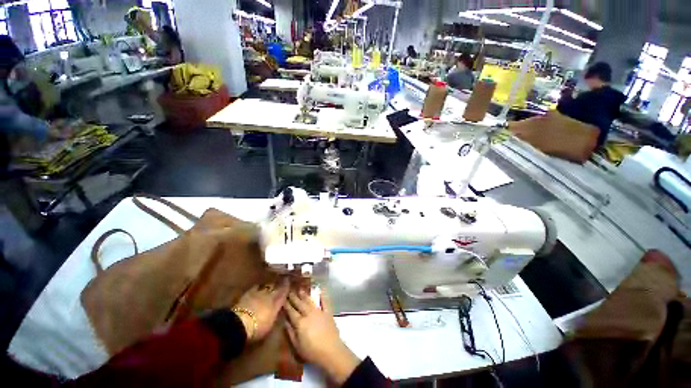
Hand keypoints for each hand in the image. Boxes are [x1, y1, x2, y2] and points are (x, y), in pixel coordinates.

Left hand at [234, 279, 288, 341]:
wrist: (240, 323)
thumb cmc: (257, 327)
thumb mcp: (270, 323)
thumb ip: (276, 312)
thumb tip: (280, 306)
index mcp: (276, 302)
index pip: (284, 292)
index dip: (287, 286)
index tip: (290, 281)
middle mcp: (269, 295)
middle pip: (276, 286)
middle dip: (279, 284)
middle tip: (282, 281)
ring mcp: (259, 293)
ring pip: (267, 285)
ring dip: (270, 284)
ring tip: (272, 284)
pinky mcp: (248, 293)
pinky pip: (257, 286)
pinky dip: (260, 286)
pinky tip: (260, 286)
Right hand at [284, 290, 360, 384]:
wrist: (331, 351)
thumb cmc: (312, 352)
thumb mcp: (297, 346)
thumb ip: (290, 333)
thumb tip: (285, 321)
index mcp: (300, 323)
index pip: (291, 312)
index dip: (286, 305)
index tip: (283, 298)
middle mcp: (309, 314)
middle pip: (300, 304)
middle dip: (294, 297)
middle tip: (290, 291)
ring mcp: (319, 311)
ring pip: (310, 301)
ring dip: (305, 295)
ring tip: (300, 289)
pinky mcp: (328, 312)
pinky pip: (325, 301)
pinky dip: (322, 295)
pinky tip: (320, 289)